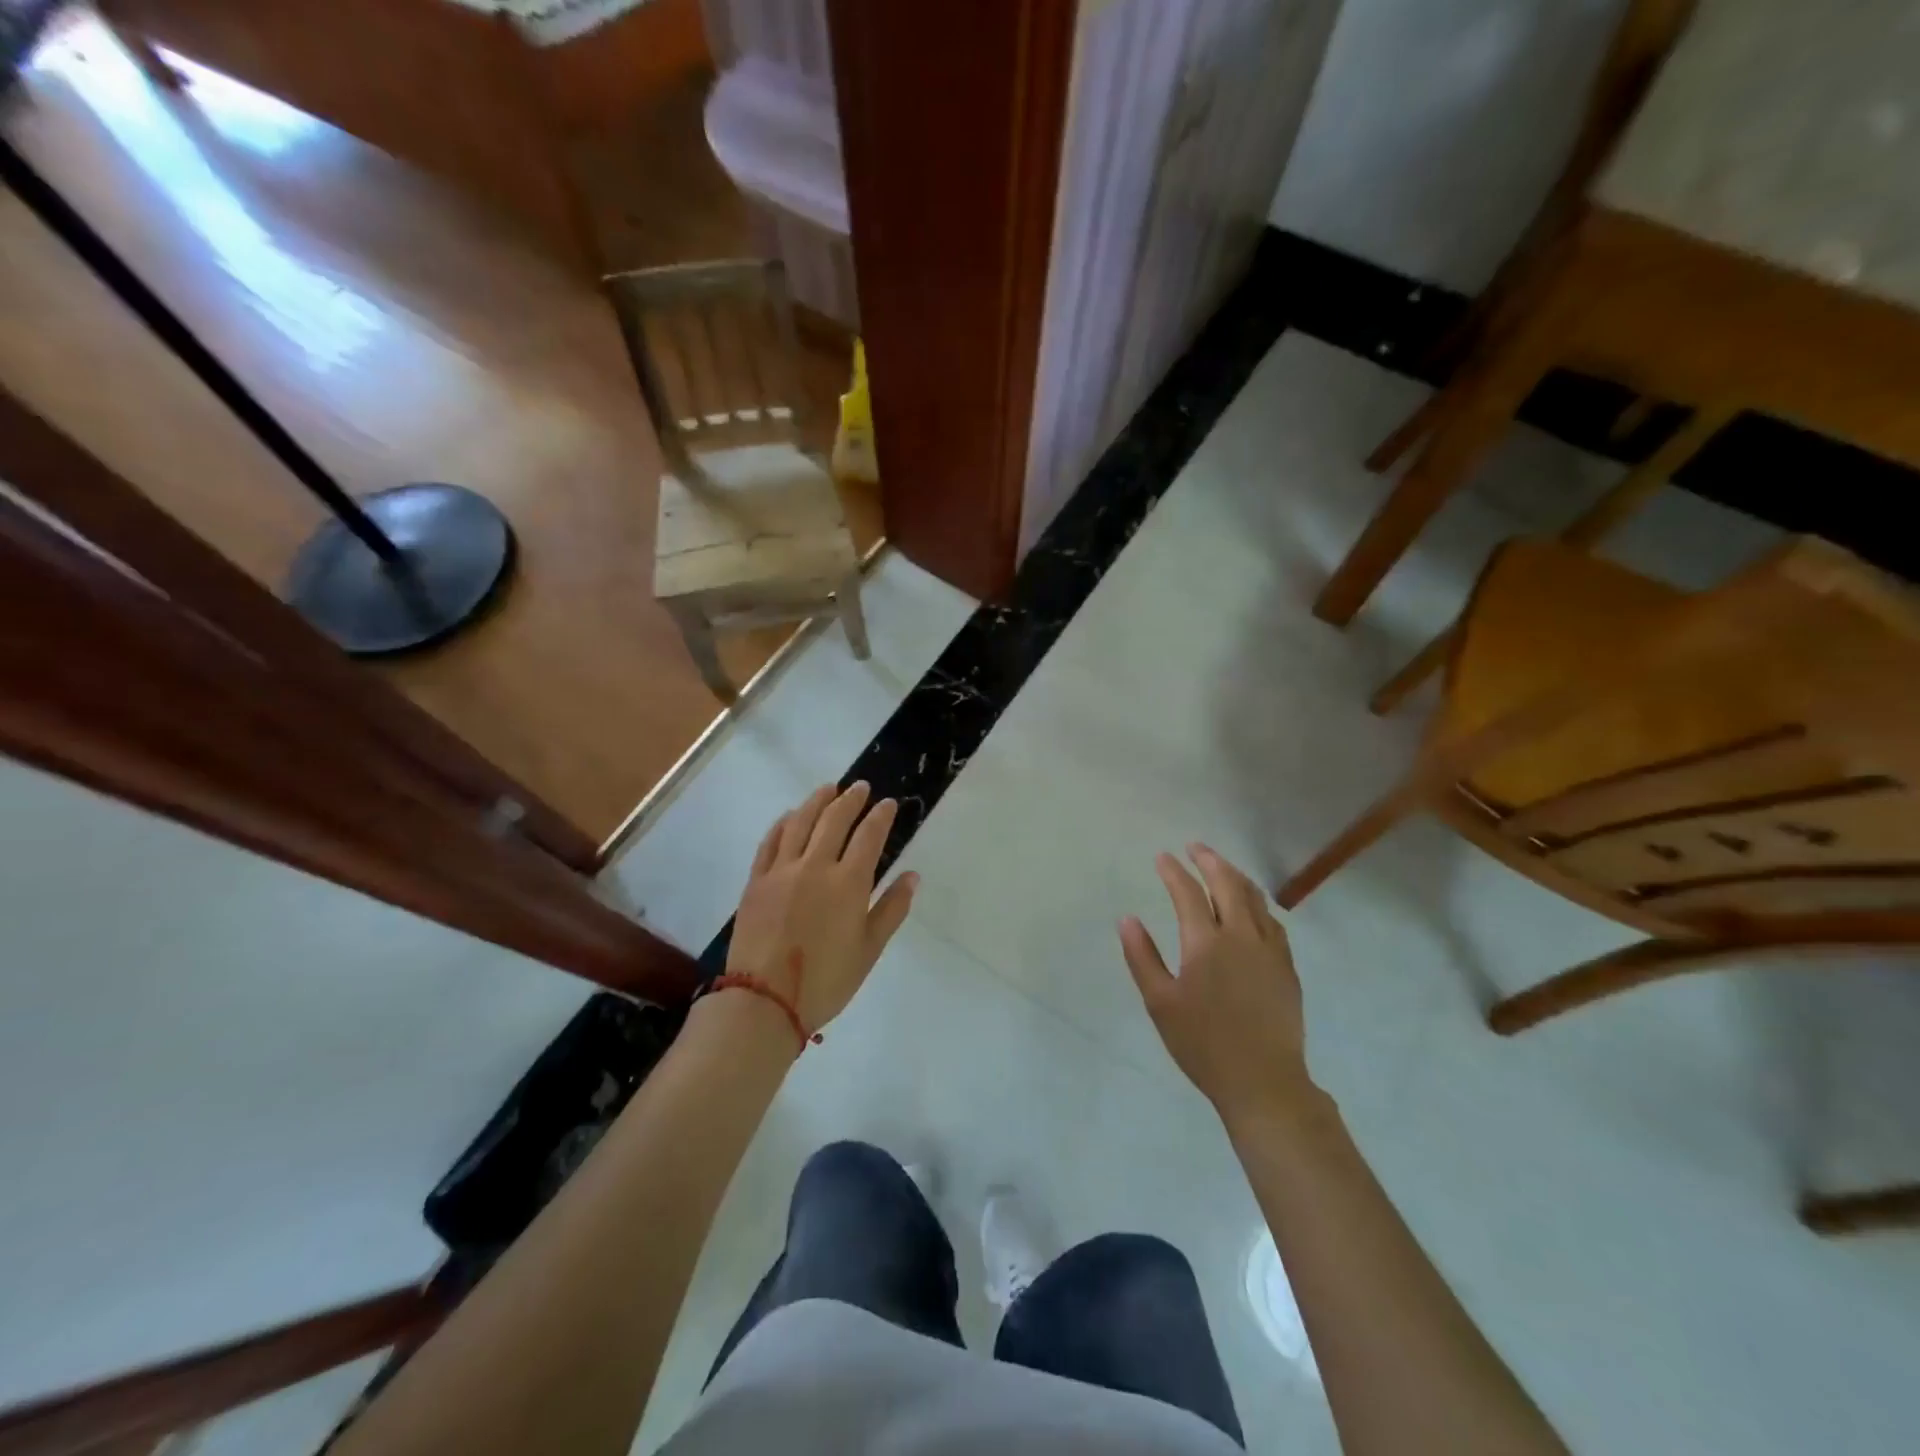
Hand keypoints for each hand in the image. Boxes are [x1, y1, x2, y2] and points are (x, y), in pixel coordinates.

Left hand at [724, 783, 916, 1032]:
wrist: (765, 1000)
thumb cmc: (826, 980)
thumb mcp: (869, 949)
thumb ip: (892, 909)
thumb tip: (912, 876)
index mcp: (848, 883)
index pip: (869, 836)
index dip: (880, 816)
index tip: (888, 803)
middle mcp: (815, 866)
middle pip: (834, 820)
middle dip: (850, 800)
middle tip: (860, 788)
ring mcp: (782, 871)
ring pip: (800, 822)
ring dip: (817, 801)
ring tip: (828, 788)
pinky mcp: (757, 881)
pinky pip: (770, 842)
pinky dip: (783, 823)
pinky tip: (790, 816)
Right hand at [1119, 843, 1314, 1127]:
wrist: (1264, 1081)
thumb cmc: (1203, 1044)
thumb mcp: (1160, 1003)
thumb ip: (1142, 957)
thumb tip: (1127, 919)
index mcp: (1205, 943)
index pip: (1188, 893)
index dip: (1174, 872)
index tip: (1162, 857)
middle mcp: (1240, 936)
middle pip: (1227, 884)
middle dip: (1209, 860)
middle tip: (1194, 847)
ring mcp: (1269, 950)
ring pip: (1254, 899)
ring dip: (1235, 876)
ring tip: (1222, 867)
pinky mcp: (1286, 967)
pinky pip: (1272, 921)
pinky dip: (1257, 903)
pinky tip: (1252, 907)